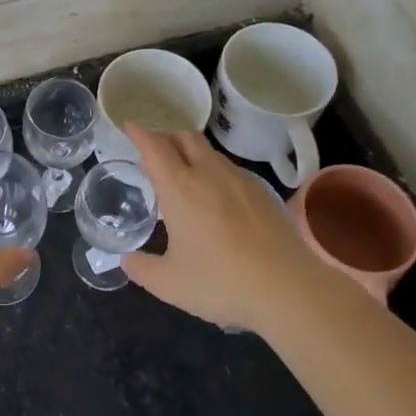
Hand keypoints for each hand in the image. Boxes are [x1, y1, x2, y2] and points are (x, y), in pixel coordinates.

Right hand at [121, 126, 337, 332]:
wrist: (288, 288)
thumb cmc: (220, 282)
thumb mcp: (169, 283)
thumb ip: (142, 268)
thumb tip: (127, 260)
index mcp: (179, 188)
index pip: (155, 147)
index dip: (139, 133)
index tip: (129, 126)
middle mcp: (209, 174)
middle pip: (185, 137)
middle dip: (166, 136)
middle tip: (154, 149)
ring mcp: (240, 181)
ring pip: (210, 152)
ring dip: (192, 152)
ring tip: (184, 173)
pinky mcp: (263, 193)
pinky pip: (232, 169)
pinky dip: (215, 170)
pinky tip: (217, 195)